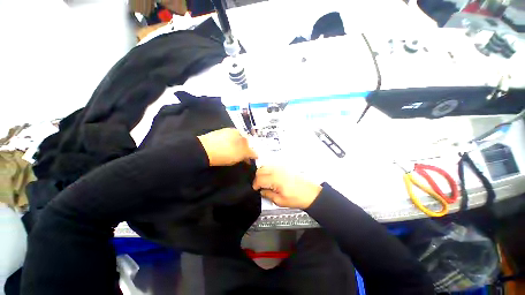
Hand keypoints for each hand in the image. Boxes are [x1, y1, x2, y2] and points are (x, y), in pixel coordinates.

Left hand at [198, 128, 257, 165]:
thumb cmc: (226, 151)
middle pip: (240, 141)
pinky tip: (224, 155)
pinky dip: (226, 150)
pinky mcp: (212, 138)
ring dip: (235, 150)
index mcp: (238, 132)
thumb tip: (257, 154)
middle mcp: (230, 130)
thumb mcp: (241, 153)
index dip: (250, 151)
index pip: (248, 141)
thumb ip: (250, 153)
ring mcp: (220, 133)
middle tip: (242, 160)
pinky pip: (224, 144)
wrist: (202, 151)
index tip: (249, 159)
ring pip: (232, 143)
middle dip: (243, 151)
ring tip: (233, 159)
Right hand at [252, 166, 321, 208]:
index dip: (255, 184)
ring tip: (264, 182)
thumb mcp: (280, 201)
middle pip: (260, 170)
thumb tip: (261, 191)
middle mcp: (277, 170)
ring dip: (262, 173)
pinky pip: (272, 166)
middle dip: (257, 178)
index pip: (259, 179)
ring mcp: (281, 167)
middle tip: (259, 186)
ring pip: (265, 166)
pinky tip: (270, 177)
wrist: (310, 193)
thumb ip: (268, 195)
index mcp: (276, 180)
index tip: (255, 189)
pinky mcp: (284, 167)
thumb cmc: (297, 198)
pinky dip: (268, 170)